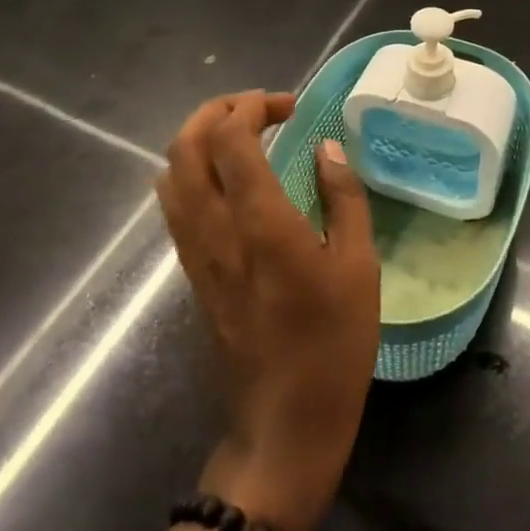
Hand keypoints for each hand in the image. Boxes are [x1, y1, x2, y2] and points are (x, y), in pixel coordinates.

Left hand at [156, 91, 379, 530]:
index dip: (253, 106)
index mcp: (261, 224)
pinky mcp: (192, 273)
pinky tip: (230, 180)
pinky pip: (175, 205)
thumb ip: (343, 199)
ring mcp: (196, 253)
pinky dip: (193, 172)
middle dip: (216, 110)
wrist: (283, 425)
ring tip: (242, 136)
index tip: (288, 105)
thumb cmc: (334, 344)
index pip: (230, 139)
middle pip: (185, 146)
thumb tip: (327, 148)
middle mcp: (216, 230)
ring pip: (170, 174)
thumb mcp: (359, 267)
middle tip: (259, 108)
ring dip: (199, 139)